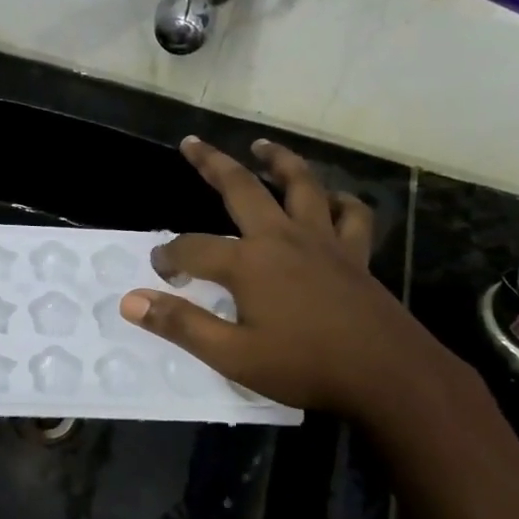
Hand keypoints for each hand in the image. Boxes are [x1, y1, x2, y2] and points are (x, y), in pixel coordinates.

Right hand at [120, 137, 453, 422]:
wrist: (386, 374)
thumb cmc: (304, 366)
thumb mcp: (231, 355)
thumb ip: (181, 324)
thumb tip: (131, 300)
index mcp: (249, 263)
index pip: (193, 248)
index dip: (169, 256)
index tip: (158, 269)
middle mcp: (283, 238)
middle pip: (242, 189)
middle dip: (212, 164)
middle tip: (192, 144)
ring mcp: (324, 241)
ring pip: (301, 185)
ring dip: (279, 161)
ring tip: (262, 147)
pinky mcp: (355, 253)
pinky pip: (351, 214)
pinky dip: (340, 201)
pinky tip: (331, 199)